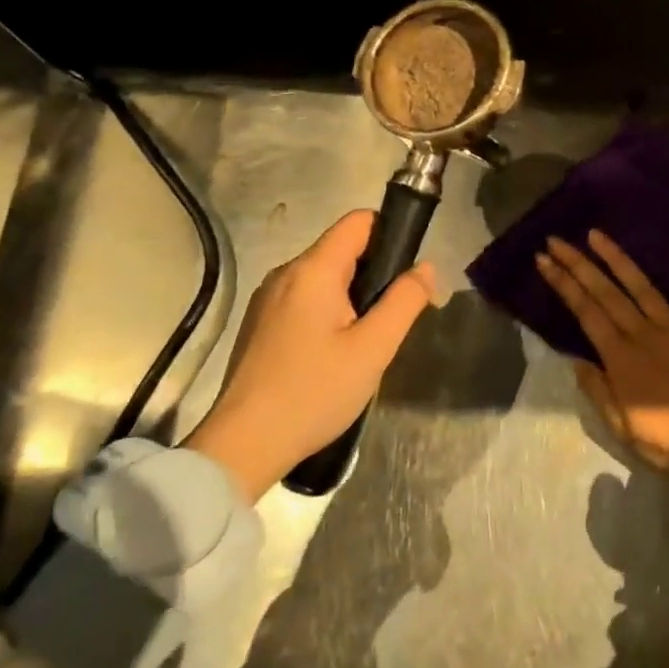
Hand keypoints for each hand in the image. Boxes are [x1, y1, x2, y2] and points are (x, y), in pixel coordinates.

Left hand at [185, 211, 435, 501]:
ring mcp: (267, 300)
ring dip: (352, 297)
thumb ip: (405, 301)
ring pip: (324, 278)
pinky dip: (328, 313)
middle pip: (342, 250)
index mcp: (313, 270)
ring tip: (365, 341)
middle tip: (391, 319)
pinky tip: (333, 355)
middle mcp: (286, 274)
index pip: (358, 221)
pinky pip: (305, 300)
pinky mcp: (260, 325)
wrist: (243, 446)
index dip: (390, 233)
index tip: (407, 273)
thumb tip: (425, 267)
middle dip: (374, 273)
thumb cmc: (314, 392)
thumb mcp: (374, 348)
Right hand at [536, 230, 668, 476]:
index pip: (585, 311)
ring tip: (596, 234)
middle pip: (606, 291)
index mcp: (621, 357)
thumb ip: (598, 390)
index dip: (563, 284)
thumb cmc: (668, 440)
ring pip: (641, 285)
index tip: (544, 260)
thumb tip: (576, 359)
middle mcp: (644, 332)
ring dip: (617, 258)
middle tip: (556, 240)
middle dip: (578, 263)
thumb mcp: (622, 427)